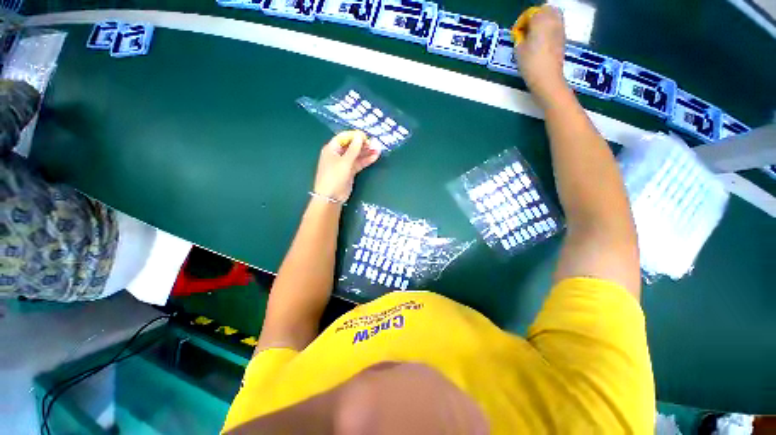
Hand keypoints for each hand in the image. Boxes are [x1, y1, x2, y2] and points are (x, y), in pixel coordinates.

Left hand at [313, 130, 380, 202]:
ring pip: (357, 155)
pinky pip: (358, 163)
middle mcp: (338, 154)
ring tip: (378, 149)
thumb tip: (360, 136)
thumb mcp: (345, 162)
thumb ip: (354, 149)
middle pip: (352, 146)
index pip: (344, 137)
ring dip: (367, 152)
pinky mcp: (350, 171)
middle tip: (375, 143)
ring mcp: (344, 163)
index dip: (355, 136)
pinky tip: (375, 157)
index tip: (366, 136)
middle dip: (363, 144)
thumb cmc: (334, 176)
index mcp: (332, 149)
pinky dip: (366, 160)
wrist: (331, 197)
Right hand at [514, 6, 567, 103]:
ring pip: (552, 16)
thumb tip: (522, 33)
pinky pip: (556, 26)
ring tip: (534, 35)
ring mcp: (560, 28)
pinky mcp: (563, 37)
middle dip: (535, 17)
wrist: (547, 78)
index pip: (530, 13)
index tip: (516, 33)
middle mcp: (553, 19)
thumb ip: (520, 37)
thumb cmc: (530, 63)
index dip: (521, 22)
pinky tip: (541, 41)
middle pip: (544, 10)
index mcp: (540, 19)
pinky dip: (548, 29)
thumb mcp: (518, 50)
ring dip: (543, 22)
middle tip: (526, 30)